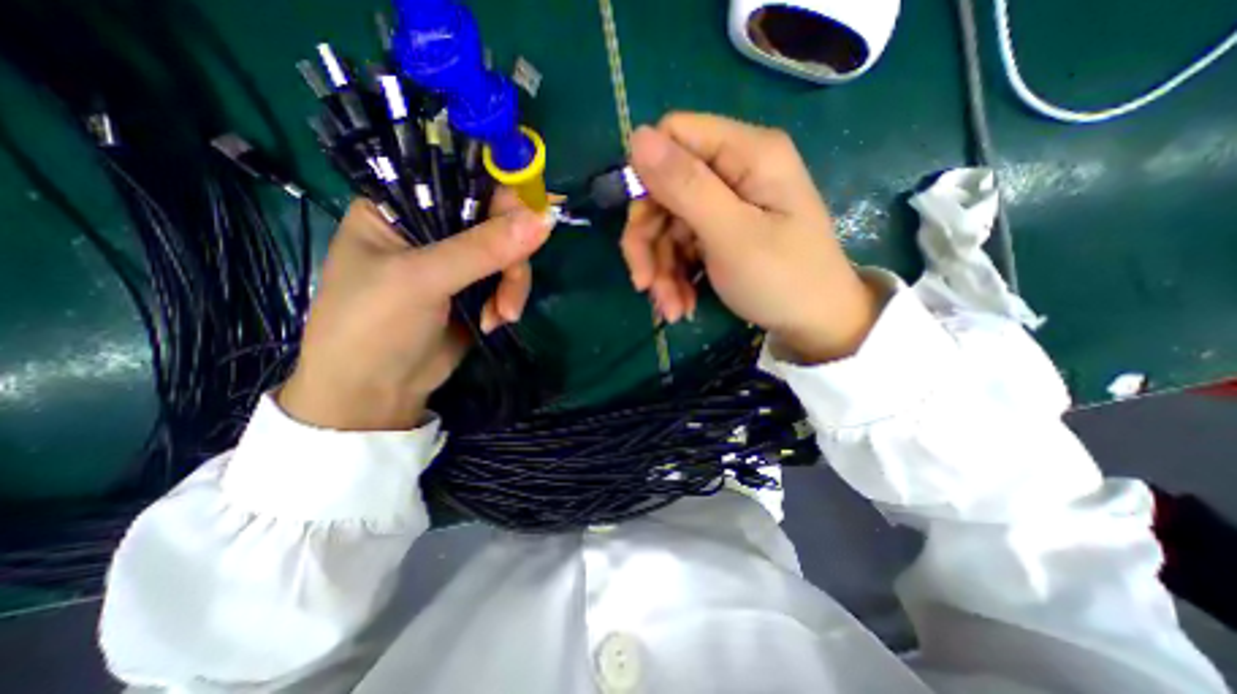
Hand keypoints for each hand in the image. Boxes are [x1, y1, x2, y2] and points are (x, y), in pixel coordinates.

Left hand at [282, 190, 553, 428]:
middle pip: (495, 219)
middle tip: (510, 286)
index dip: (503, 193)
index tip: (536, 216)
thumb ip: (484, 248)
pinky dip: (508, 300)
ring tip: (501, 316)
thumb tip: (546, 219)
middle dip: (511, 255)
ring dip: (513, 285)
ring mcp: (457, 261)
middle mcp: (430, 227)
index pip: (462, 179)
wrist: (376, 393)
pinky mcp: (475, 289)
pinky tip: (495, 321)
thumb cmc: (375, 326)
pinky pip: (508, 280)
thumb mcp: (424, 280)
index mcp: (400, 206)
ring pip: (508, 253)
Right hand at [628, 113, 879, 363]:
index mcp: (747, 153)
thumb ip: (686, 186)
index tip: (641, 228)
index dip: (648, 177)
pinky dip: (675, 278)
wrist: (815, 323)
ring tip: (670, 308)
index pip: (674, 136)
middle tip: (645, 285)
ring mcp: (726, 205)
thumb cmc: (783, 280)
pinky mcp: (720, 233)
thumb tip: (637, 137)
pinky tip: (681, 305)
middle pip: (665, 189)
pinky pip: (682, 247)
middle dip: (649, 242)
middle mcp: (734, 171)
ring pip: (668, 226)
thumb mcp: (732, 235)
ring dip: (661, 270)